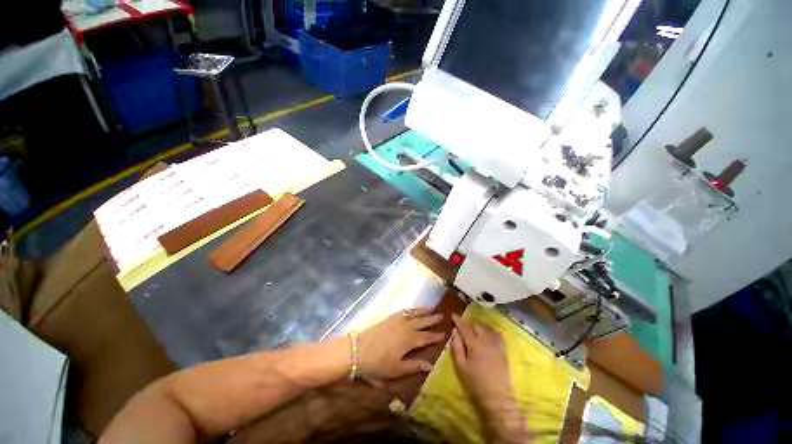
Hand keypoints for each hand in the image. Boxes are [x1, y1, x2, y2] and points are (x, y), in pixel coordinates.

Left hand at [357, 308, 445, 379]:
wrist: (357, 350)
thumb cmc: (378, 364)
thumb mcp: (397, 370)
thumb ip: (414, 366)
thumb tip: (430, 365)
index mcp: (409, 341)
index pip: (426, 338)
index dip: (435, 336)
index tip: (444, 333)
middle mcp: (406, 328)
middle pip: (422, 322)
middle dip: (432, 320)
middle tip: (442, 316)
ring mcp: (397, 321)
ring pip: (413, 314)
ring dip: (423, 311)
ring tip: (431, 308)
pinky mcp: (389, 318)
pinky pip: (403, 311)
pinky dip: (410, 310)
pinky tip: (412, 310)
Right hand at [450, 314, 512, 410]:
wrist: (497, 397)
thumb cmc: (475, 382)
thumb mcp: (460, 365)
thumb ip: (456, 346)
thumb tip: (454, 330)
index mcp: (475, 343)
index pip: (465, 326)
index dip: (458, 320)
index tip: (453, 315)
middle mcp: (487, 340)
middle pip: (476, 324)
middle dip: (468, 324)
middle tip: (462, 328)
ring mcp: (497, 343)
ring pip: (487, 327)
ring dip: (479, 326)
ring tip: (474, 330)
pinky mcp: (504, 349)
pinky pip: (497, 333)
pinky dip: (490, 330)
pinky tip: (486, 334)